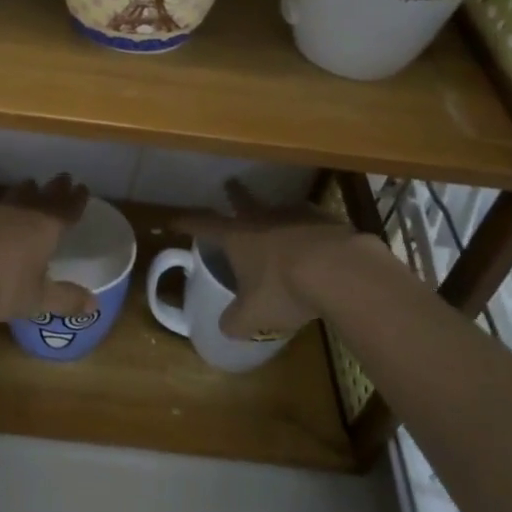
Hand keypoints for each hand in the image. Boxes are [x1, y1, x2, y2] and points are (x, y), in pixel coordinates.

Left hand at [0, 174, 95, 322]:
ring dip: (24, 190)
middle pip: (43, 196)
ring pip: (14, 195)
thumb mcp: (37, 299)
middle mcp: (22, 213)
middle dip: (55, 188)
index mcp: (46, 229)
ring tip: (30, 183)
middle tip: (63, 177)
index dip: (76, 200)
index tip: (83, 188)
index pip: (67, 210)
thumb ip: (65, 299)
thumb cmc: (2, 285)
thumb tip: (95, 305)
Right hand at [180, 179, 400, 338]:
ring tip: (277, 217)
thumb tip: (225, 328)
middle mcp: (262, 219)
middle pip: (243, 201)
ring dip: (274, 212)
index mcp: (237, 237)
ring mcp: (295, 215)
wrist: (339, 270)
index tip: (173, 219)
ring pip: (279, 208)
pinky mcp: (326, 220)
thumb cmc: (284, 290)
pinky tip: (315, 240)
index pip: (203, 225)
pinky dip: (308, 227)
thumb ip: (235, 322)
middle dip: (234, 194)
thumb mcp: (253, 317)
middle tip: (230, 184)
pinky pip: (311, 220)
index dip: (186, 222)